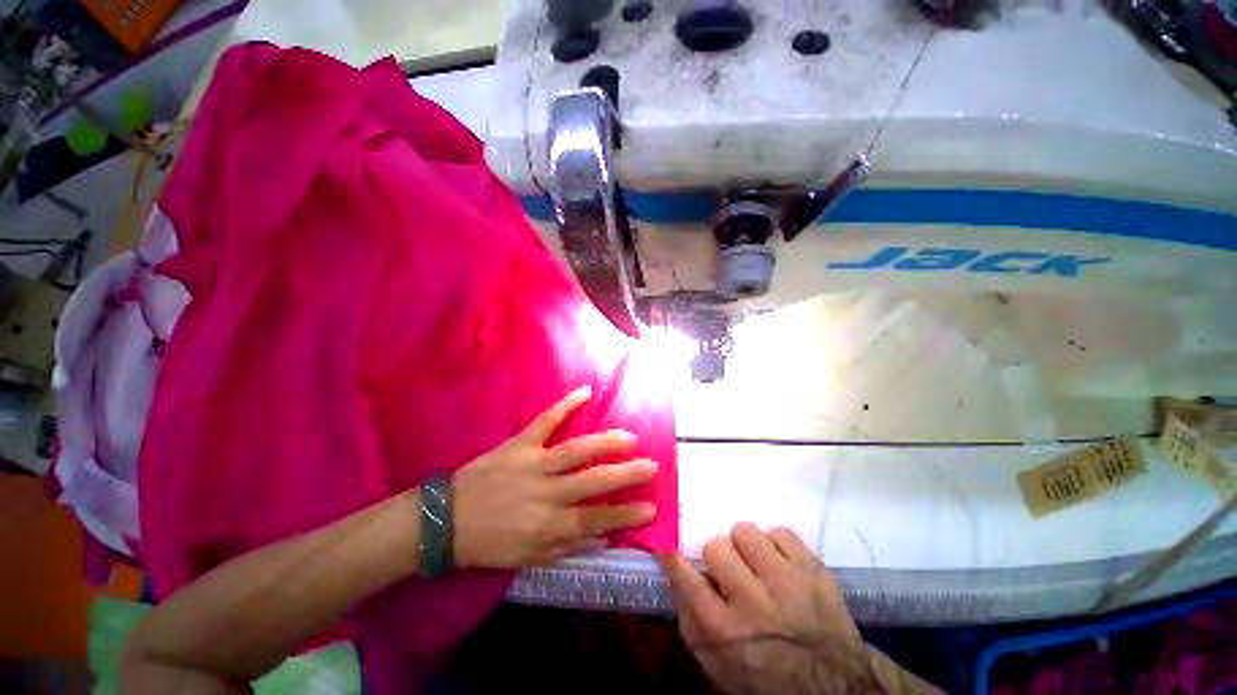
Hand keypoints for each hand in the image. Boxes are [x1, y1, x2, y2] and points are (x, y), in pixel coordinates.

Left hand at [451, 386, 657, 568]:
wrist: (445, 521)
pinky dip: (566, 405)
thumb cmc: (490, 543)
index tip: (652, 507)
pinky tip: (586, 392)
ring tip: (630, 438)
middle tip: (652, 466)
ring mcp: (533, 463)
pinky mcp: (519, 444)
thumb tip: (604, 537)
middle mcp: (546, 493)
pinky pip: (545, 421)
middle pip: (593, 481)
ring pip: (577, 450)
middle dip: (626, 474)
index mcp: (548, 524)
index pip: (597, 519)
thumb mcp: (528, 558)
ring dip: (606, 443)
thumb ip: (568, 546)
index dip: (626, 514)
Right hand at [659, 524, 877, 694]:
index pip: (687, 579)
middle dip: (719, 556)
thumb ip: (690, 623)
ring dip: (746, 546)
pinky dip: (776, 544)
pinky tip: (780, 563)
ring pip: (746, 532)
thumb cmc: (767, 677)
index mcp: (726, 630)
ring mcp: (786, 582)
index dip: (672, 557)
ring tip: (757, 563)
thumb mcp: (719, 666)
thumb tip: (674, 577)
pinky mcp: (813, 568)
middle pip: (716, 547)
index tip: (665, 543)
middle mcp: (753, 601)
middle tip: (730, 569)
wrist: (835, 685)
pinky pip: (780, 531)